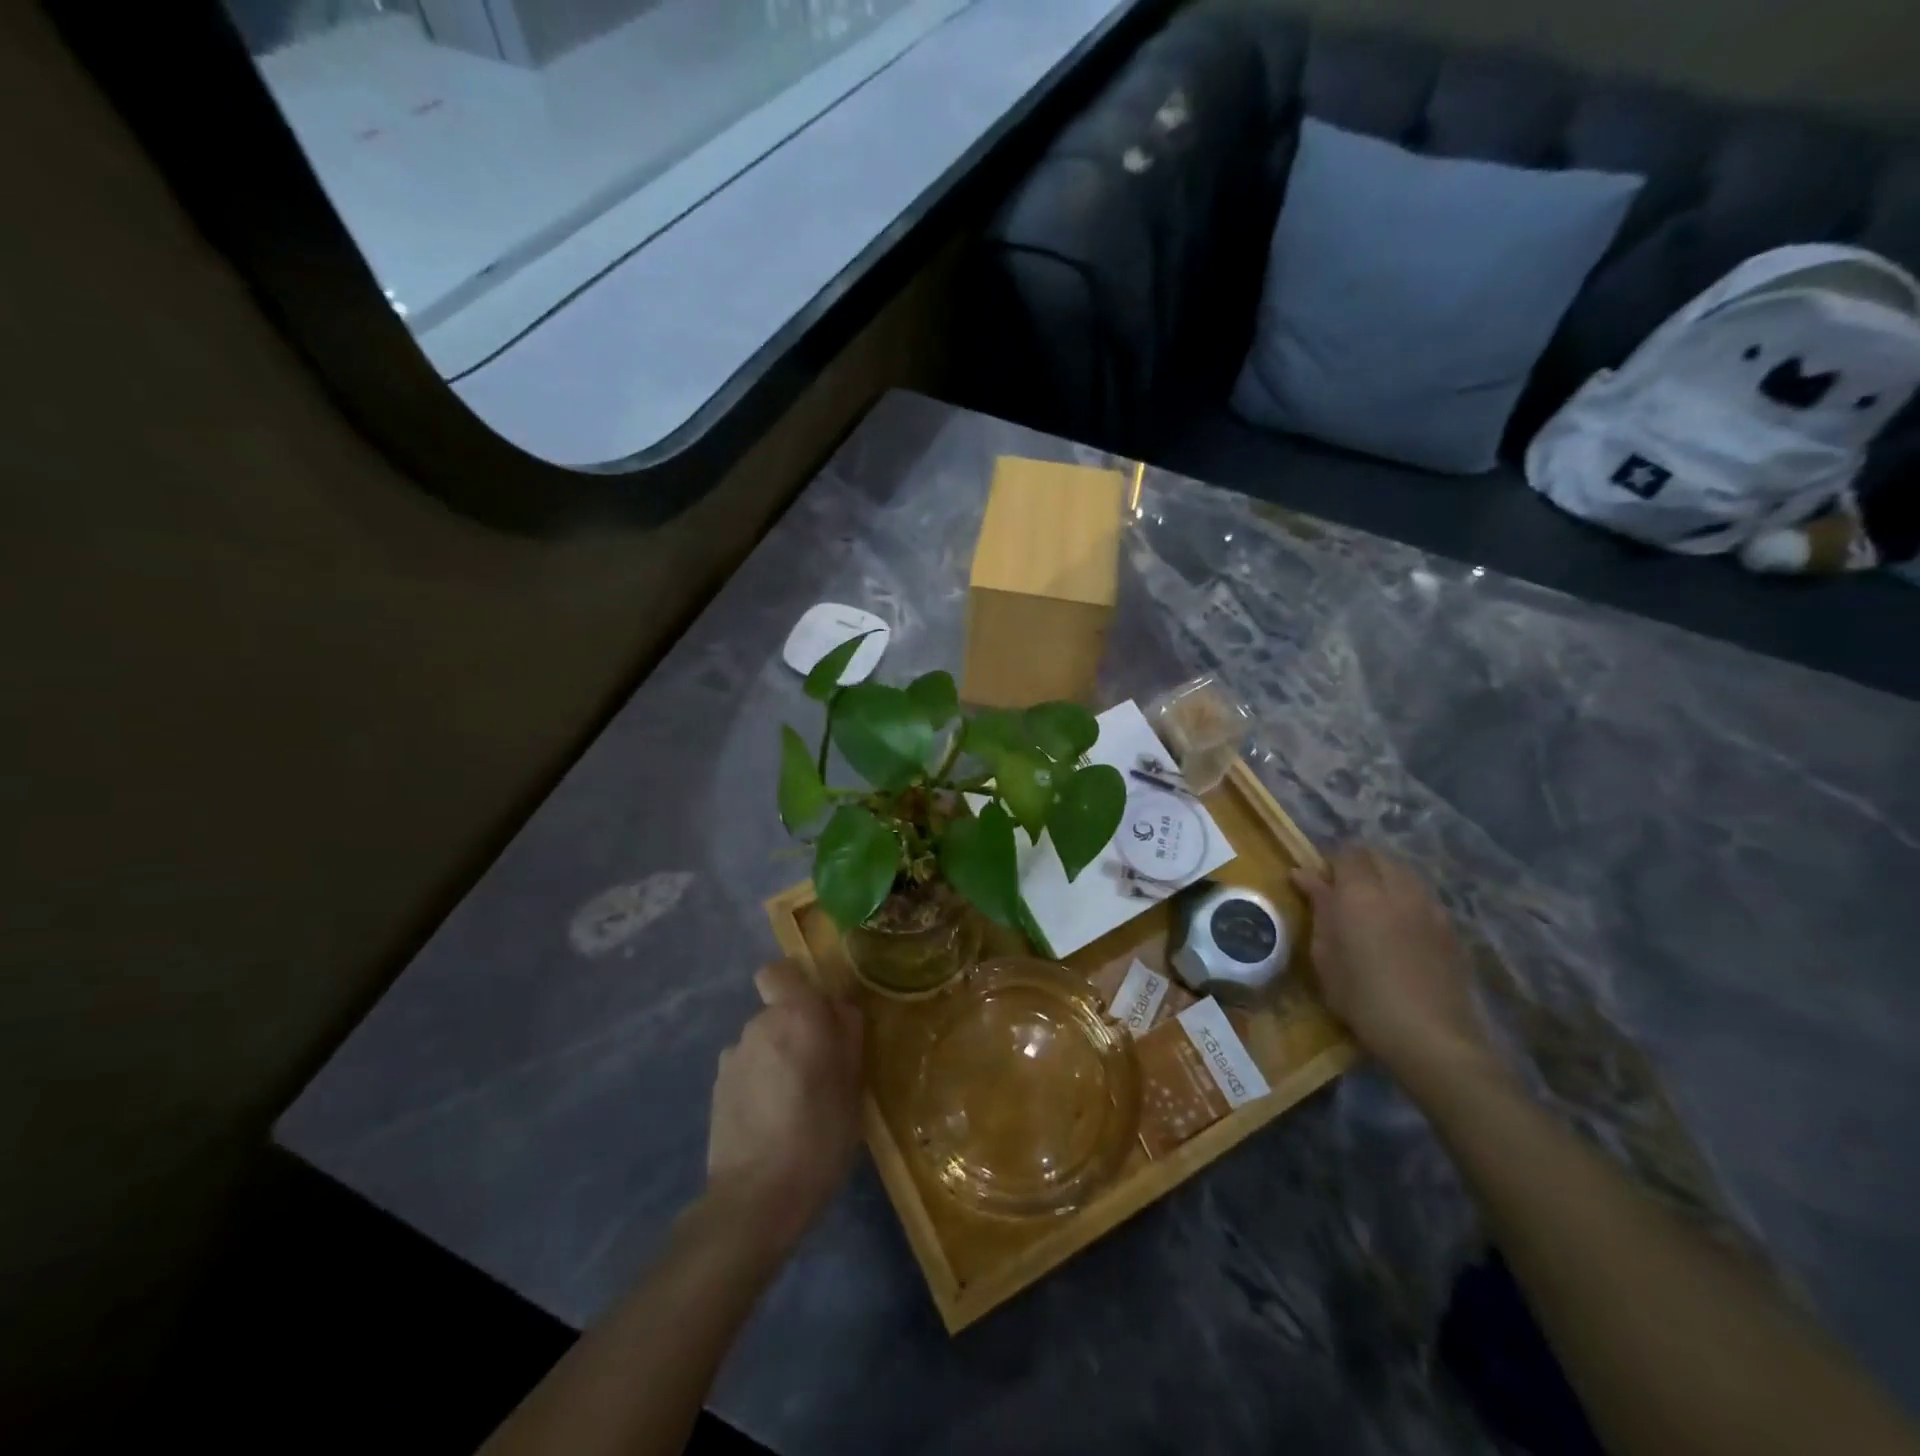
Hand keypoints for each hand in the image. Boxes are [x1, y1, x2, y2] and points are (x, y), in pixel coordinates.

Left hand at [705, 959, 864, 1253]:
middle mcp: (757, 1026)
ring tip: (795, 1104)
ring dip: (777, 1060)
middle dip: (796, 1031)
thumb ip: (847, 1034)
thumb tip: (839, 1008)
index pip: (781, 972)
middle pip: (777, 1012)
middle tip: (821, 1070)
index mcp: (795, 1015)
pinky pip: (746, 1072)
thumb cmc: (820, 1133)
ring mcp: (731, 1059)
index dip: (796, 984)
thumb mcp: (853, 1083)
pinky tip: (772, 1122)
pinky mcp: (717, 1091)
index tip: (818, 1012)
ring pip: (761, 1044)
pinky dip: (759, 1085)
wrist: (756, 1198)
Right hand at [1291, 846, 1492, 1085]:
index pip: (1346, 853)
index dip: (1330, 862)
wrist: (1430, 1035)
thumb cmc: (1361, 996)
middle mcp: (1398, 889)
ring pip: (1404, 873)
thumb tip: (1304, 874)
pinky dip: (1406, 899)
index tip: (1317, 883)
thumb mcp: (1325, 954)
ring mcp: (1429, 907)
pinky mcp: (1450, 928)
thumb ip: (1318, 907)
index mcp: (1360, 892)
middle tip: (1341, 892)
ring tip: (1371, 907)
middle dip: (1358, 865)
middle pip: (1378, 856)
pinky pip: (1423, 897)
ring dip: (1385, 879)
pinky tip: (1399, 928)